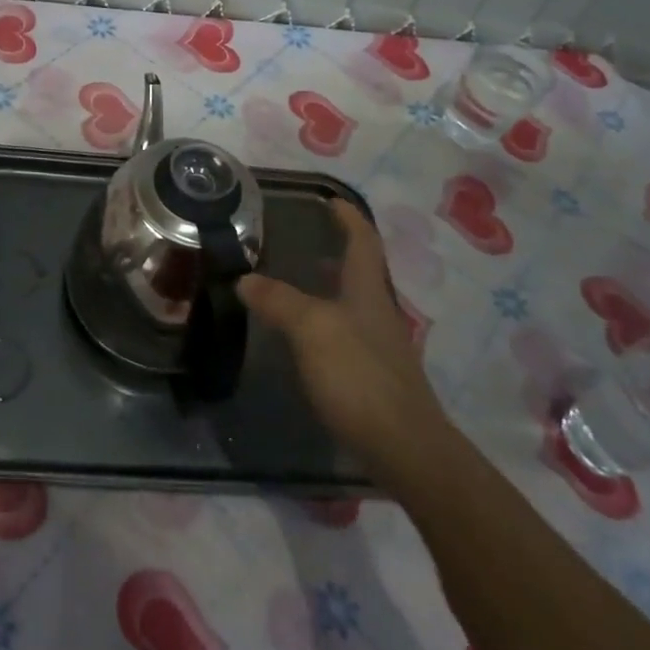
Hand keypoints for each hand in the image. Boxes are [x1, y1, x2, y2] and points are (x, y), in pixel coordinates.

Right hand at [238, 201, 448, 478]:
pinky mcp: (376, 379)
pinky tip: (306, 340)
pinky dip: (327, 323)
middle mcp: (378, 313)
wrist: (405, 449)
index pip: (363, 241)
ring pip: (354, 305)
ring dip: (330, 288)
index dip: (348, 218)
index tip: (331, 200)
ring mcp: (381, 348)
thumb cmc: (359, 376)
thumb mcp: (311, 329)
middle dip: (338, 252)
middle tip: (306, 241)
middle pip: (361, 272)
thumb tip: (245, 279)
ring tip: (298, 284)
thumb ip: (278, 300)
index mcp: (367, 290)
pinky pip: (348, 335)